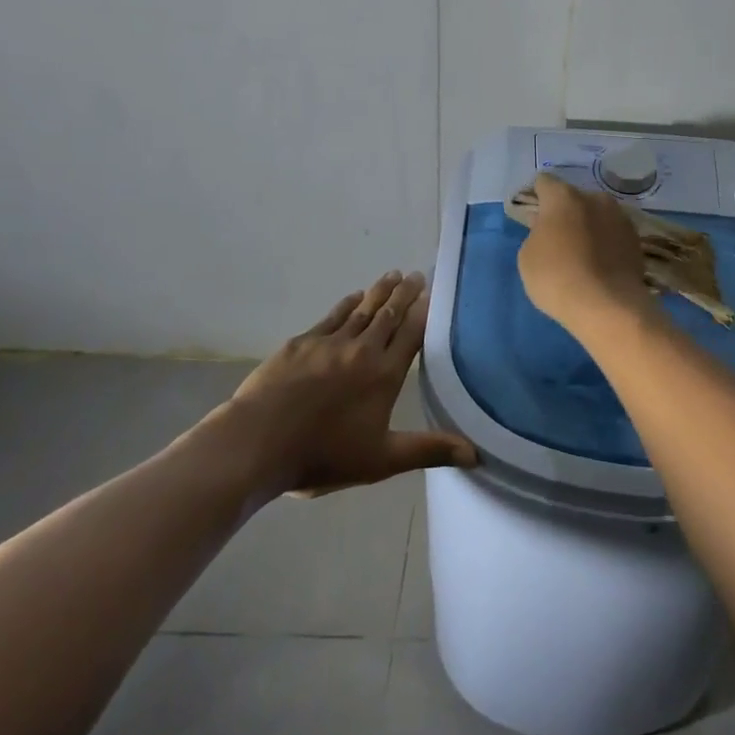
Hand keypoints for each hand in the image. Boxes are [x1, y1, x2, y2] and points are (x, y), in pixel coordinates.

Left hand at [230, 271, 476, 494]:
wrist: (257, 443)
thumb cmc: (323, 455)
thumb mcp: (382, 460)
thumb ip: (429, 450)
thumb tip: (477, 453)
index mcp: (384, 375)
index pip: (411, 334)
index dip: (424, 312)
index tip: (433, 293)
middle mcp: (362, 350)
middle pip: (389, 315)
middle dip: (404, 294)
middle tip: (416, 274)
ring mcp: (329, 343)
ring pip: (362, 310)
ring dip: (379, 292)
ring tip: (392, 275)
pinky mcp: (301, 344)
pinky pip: (331, 316)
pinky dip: (347, 304)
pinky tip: (354, 297)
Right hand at [517, 173, 653, 332]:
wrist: (608, 306)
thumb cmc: (557, 277)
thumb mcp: (528, 257)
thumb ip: (536, 233)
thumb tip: (548, 227)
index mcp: (564, 197)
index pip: (544, 183)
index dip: (537, 197)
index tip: (533, 217)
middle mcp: (595, 198)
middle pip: (575, 199)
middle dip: (566, 213)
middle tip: (558, 239)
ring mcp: (620, 218)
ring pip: (598, 215)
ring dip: (589, 227)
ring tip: (582, 256)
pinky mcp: (636, 240)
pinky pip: (613, 235)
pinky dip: (606, 244)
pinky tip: (600, 266)